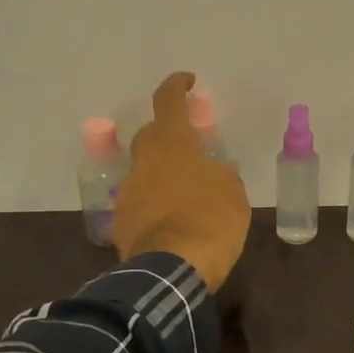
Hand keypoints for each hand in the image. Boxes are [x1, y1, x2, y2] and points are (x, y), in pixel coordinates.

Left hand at [111, 71, 250, 291]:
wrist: (172, 272)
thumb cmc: (211, 222)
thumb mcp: (233, 193)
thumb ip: (219, 174)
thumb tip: (210, 173)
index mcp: (173, 145)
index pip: (168, 102)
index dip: (176, 86)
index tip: (186, 81)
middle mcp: (144, 162)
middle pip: (152, 136)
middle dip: (170, 138)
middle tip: (191, 151)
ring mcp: (128, 193)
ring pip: (145, 172)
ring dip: (163, 177)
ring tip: (186, 198)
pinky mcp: (120, 223)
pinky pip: (140, 204)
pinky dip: (154, 207)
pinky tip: (172, 225)